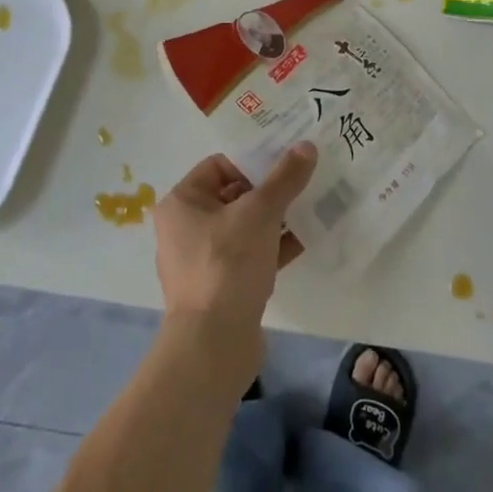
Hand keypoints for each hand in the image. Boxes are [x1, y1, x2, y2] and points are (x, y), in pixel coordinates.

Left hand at [153, 143, 316, 332]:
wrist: (213, 345)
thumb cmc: (228, 264)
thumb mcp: (261, 212)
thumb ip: (285, 178)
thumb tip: (306, 146)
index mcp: (182, 203)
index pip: (219, 165)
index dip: (253, 160)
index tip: (287, 161)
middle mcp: (184, 228)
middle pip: (233, 195)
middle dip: (269, 190)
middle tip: (304, 182)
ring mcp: (201, 261)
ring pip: (243, 227)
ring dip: (275, 219)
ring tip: (310, 208)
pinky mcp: (219, 288)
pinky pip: (248, 256)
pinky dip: (272, 247)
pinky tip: (304, 242)